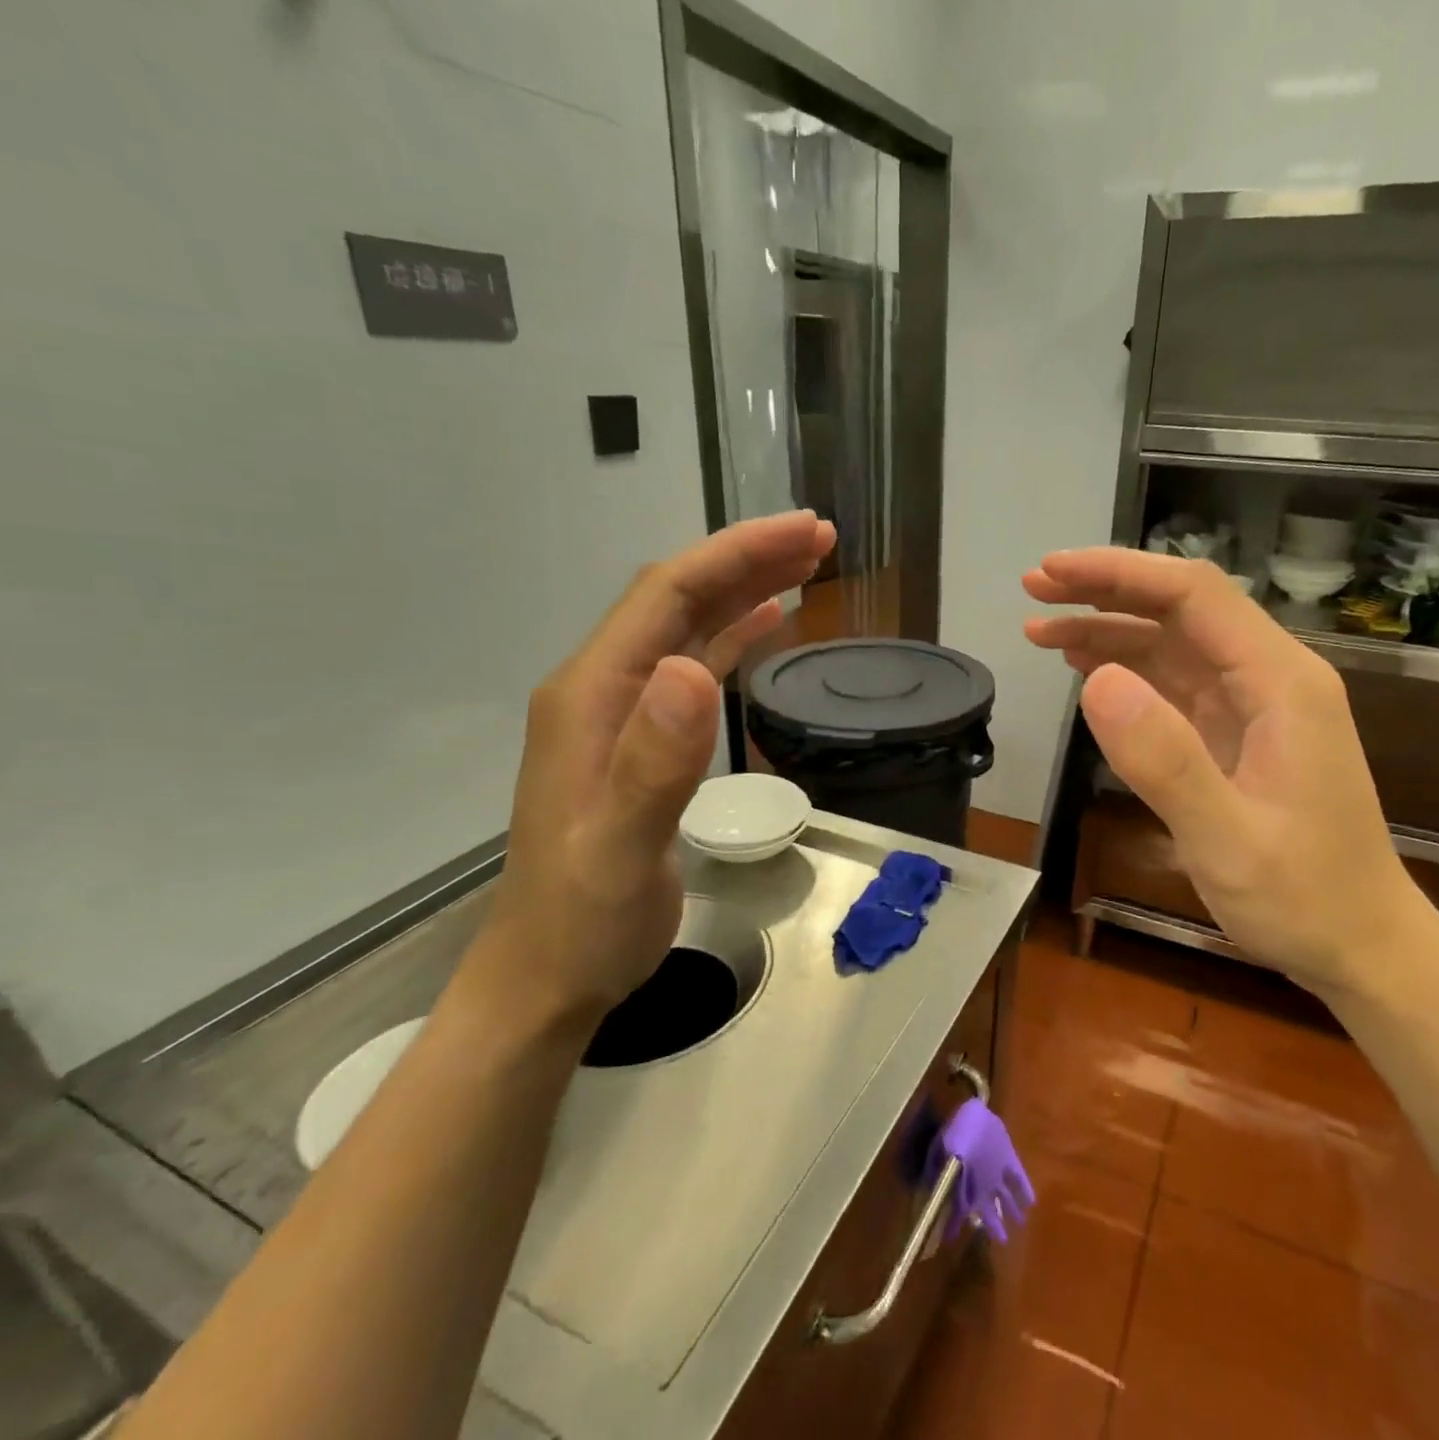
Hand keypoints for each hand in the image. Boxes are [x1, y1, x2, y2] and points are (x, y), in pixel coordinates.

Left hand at [459, 511, 834, 1032]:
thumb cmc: (584, 920)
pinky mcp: (644, 741)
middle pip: (679, 599)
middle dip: (748, 559)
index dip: (737, 555)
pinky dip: (733, 636)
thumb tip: (693, 670)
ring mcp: (622, 714)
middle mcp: (602, 689)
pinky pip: (693, 667)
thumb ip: (653, 764)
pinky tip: (766, 625)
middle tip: (821, 538)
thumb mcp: (619, 851)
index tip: (805, 532)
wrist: (550, 975)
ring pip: (688, 628)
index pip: (668, 596)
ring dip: (745, 590)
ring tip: (807, 567)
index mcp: (593, 695)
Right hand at [1024, 549, 1438, 999]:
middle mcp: (1269, 678)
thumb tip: (1095, 681)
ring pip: (1171, 644)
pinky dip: (1125, 670)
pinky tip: (1085, 671)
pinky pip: (1173, 684)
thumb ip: (1165, 760)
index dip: (1119, 574)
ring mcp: (1252, 706)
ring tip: (1040, 631)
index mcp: (1281, 683)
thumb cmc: (1303, 898)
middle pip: (1180, 608)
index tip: (1053, 574)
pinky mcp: (1234, 734)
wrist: (1358, 944)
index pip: (1194, 595)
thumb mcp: (1227, 839)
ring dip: (1107, 630)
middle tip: (1033, 591)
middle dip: (1105, 591)